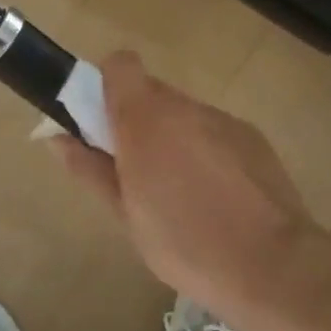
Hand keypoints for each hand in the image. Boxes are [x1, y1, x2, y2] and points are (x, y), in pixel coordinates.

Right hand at [53, 52, 320, 324]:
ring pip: (184, 114)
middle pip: (151, 92)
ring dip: (172, 137)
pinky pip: (215, 132)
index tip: (101, 125)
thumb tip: (58, 139)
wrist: (272, 265)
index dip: (106, 85)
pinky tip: (215, 197)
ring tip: (178, 191)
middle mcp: (185, 107)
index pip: (120, 65)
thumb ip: (90, 169)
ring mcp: (224, 120)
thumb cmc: (184, 243)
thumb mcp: (125, 214)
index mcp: (145, 118)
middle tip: (134, 170)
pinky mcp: (253, 138)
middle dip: (137, 121)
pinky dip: (205, 151)